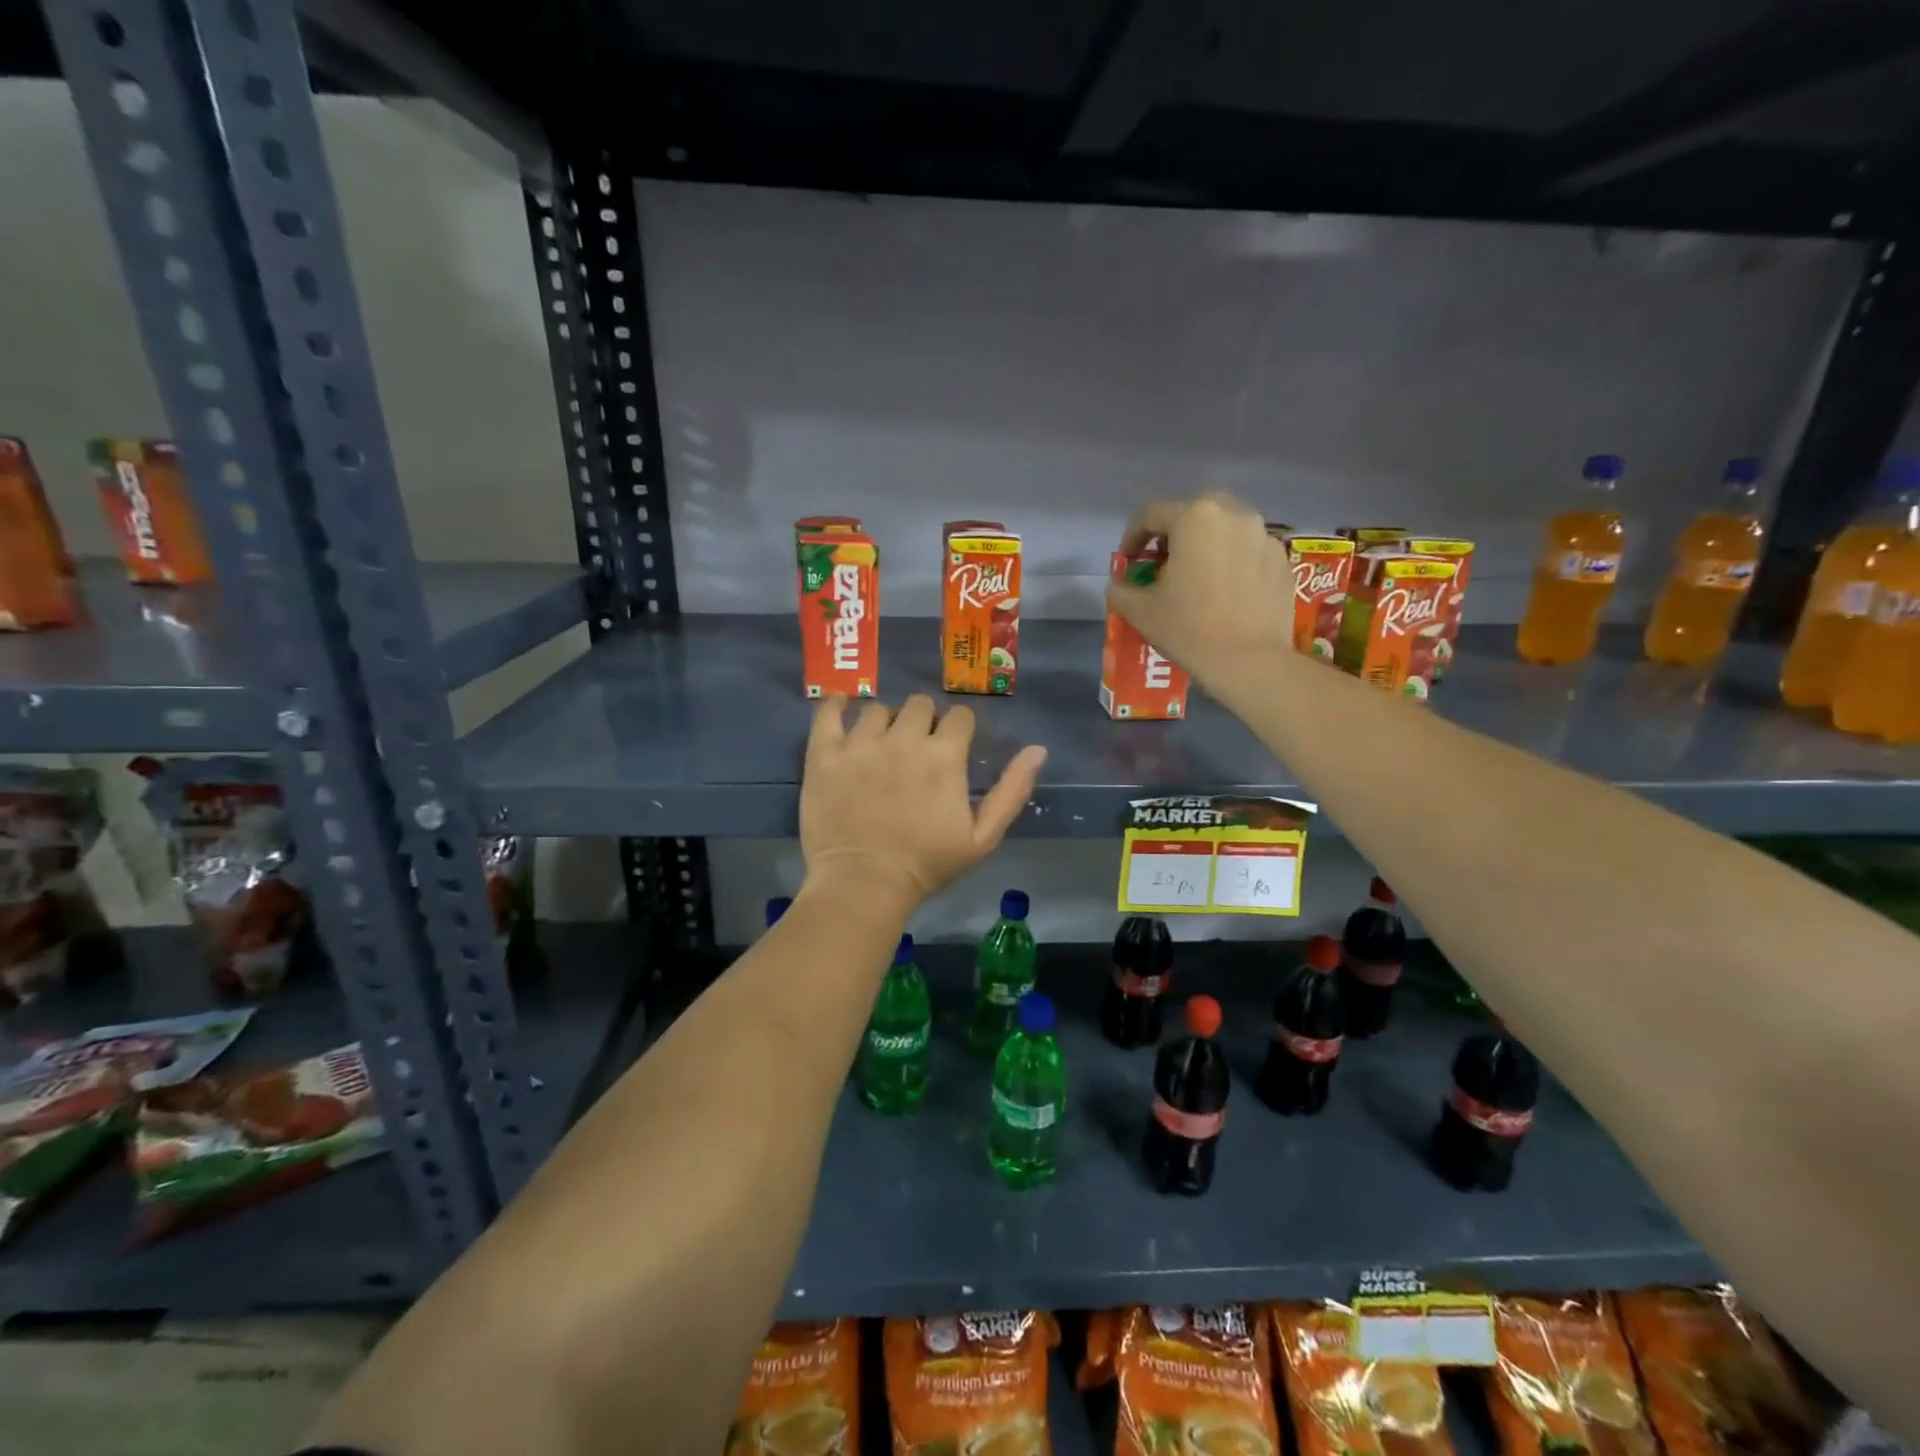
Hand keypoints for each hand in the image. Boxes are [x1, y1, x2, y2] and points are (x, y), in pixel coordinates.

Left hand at [800, 695, 1046, 908]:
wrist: (864, 885)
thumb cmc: (927, 865)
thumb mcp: (983, 837)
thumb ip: (1012, 791)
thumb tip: (1038, 749)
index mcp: (944, 755)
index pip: (960, 716)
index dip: (959, 730)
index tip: (952, 747)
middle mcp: (903, 738)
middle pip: (919, 704)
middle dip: (924, 721)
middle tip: (916, 748)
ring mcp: (860, 743)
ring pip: (878, 709)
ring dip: (885, 722)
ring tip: (880, 745)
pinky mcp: (824, 753)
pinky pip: (828, 711)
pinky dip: (836, 706)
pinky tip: (842, 710)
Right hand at [1107, 492, 1292, 685]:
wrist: (1250, 662)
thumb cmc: (1189, 629)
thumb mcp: (1139, 611)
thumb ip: (1121, 589)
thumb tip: (1119, 583)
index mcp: (1194, 518)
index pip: (1151, 514)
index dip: (1132, 537)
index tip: (1127, 562)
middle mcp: (1233, 514)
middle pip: (1194, 510)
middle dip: (1174, 531)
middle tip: (1164, 561)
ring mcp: (1264, 536)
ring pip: (1226, 527)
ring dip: (1206, 543)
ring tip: (1197, 574)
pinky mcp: (1282, 560)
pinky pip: (1249, 549)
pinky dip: (1233, 560)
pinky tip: (1226, 590)